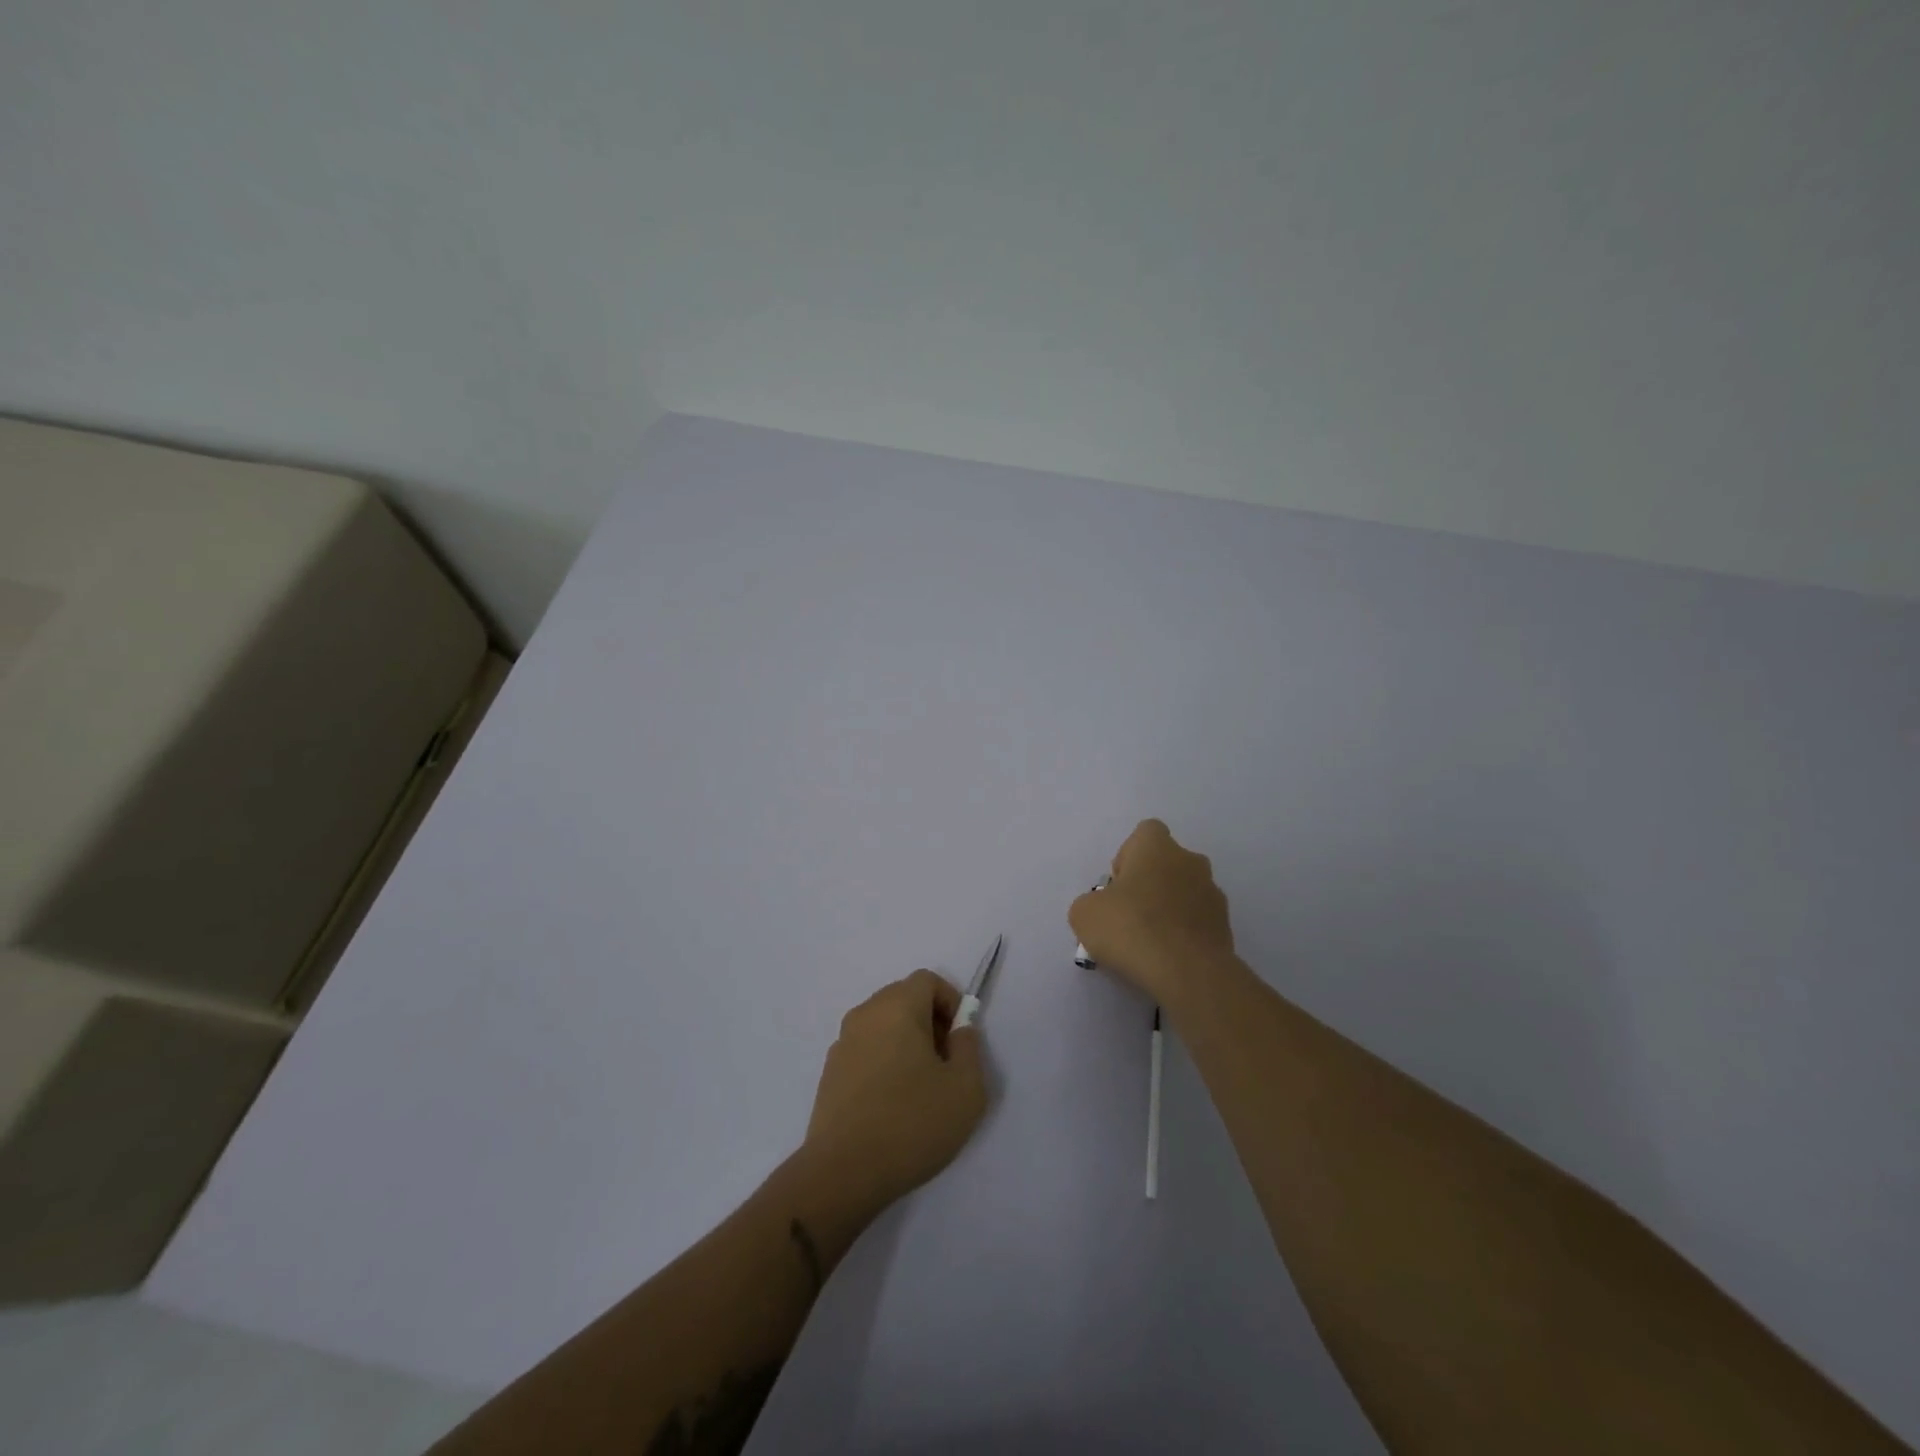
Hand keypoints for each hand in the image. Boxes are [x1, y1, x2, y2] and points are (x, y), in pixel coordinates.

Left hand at [802, 970, 988, 1214]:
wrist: (843, 1173)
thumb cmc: (911, 1123)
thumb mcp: (965, 1088)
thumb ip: (969, 1048)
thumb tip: (960, 1030)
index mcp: (897, 1006)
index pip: (927, 980)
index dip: (950, 1002)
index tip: (960, 1040)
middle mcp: (865, 1014)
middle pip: (903, 999)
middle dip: (930, 1022)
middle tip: (946, 1064)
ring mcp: (842, 1043)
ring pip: (883, 1026)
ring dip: (906, 1043)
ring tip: (921, 1089)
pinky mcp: (830, 1073)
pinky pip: (866, 1051)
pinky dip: (884, 1063)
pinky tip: (893, 1106)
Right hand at [1069, 819, 1234, 1005]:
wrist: (1187, 972)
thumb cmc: (1131, 928)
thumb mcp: (1084, 914)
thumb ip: (1091, 902)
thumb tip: (1104, 909)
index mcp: (1157, 847)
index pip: (1145, 832)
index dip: (1128, 855)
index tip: (1117, 885)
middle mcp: (1191, 861)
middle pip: (1167, 863)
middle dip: (1150, 884)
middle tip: (1129, 915)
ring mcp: (1213, 894)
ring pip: (1185, 893)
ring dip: (1169, 909)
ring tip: (1149, 943)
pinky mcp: (1226, 927)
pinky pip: (1198, 923)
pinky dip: (1184, 934)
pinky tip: (1168, 958)